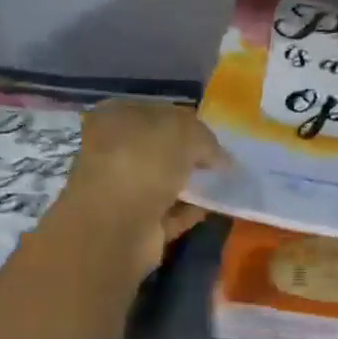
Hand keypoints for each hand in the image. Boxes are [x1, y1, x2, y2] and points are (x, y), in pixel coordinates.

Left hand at [61, 100, 225, 272]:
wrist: (118, 225)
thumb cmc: (144, 162)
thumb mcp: (184, 132)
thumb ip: (206, 138)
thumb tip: (221, 158)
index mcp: (115, 117)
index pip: (157, 113)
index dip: (188, 122)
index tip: (215, 136)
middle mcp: (114, 151)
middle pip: (161, 150)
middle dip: (190, 156)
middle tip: (222, 162)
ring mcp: (122, 190)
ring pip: (165, 183)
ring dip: (191, 185)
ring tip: (223, 185)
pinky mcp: (135, 224)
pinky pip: (170, 213)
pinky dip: (190, 211)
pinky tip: (213, 208)